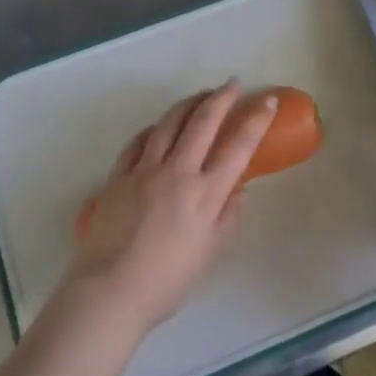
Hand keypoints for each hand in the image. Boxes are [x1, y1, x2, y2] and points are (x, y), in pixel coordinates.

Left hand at [64, 82, 277, 338]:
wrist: (109, 292)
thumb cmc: (166, 282)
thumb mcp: (208, 254)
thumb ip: (227, 219)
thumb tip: (239, 192)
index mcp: (205, 193)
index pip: (238, 146)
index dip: (256, 120)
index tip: (266, 100)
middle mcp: (177, 172)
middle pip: (203, 122)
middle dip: (221, 98)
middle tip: (232, 84)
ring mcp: (144, 170)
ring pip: (169, 123)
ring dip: (188, 103)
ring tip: (200, 95)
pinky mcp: (118, 175)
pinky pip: (139, 141)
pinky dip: (154, 128)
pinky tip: (159, 127)